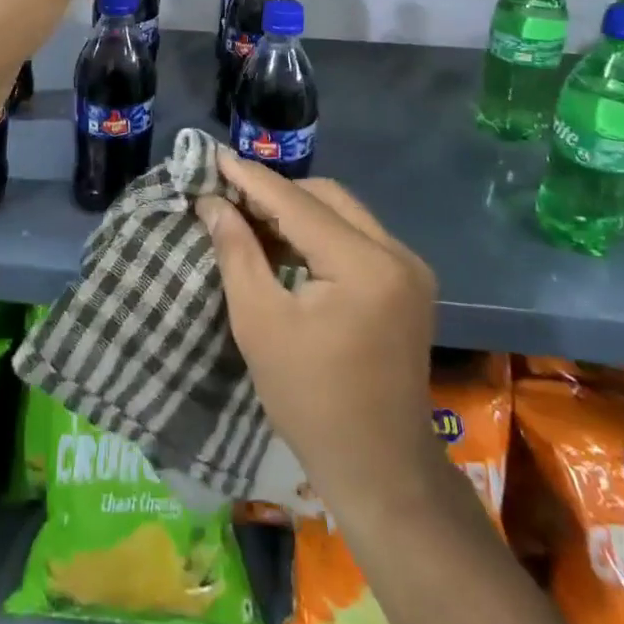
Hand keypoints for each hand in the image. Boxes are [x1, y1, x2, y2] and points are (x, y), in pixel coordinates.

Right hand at [198, 154, 437, 513]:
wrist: (378, 467)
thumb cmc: (310, 400)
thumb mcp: (259, 322)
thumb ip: (236, 251)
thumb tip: (213, 202)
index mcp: (365, 265)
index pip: (297, 204)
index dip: (251, 179)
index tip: (213, 156)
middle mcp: (397, 253)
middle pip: (326, 198)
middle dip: (275, 192)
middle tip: (227, 196)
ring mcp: (409, 268)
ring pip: (343, 212)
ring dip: (296, 211)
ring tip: (248, 216)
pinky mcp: (409, 283)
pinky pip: (357, 236)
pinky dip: (319, 232)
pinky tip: (285, 244)